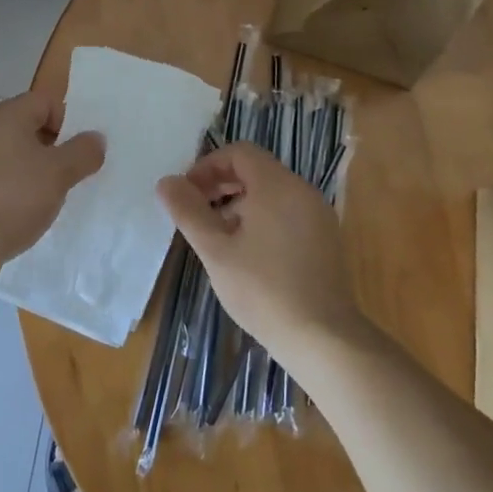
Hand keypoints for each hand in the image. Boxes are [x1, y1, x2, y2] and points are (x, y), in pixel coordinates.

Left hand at [0, 89, 103, 273]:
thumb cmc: (13, 197)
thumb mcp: (59, 174)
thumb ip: (83, 152)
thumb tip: (96, 138)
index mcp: (7, 114)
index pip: (46, 101)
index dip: (67, 123)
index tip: (75, 154)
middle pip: (27, 126)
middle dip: (50, 149)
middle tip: (65, 176)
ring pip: (11, 153)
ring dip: (31, 170)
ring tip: (45, 198)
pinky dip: (10, 188)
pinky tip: (19, 213)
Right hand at [157, 142, 364, 359]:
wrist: (323, 338)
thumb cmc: (263, 290)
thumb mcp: (216, 250)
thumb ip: (189, 212)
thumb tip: (166, 182)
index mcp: (277, 185)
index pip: (239, 152)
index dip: (208, 166)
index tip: (188, 194)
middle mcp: (302, 190)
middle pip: (256, 169)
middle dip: (222, 184)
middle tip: (197, 214)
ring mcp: (318, 214)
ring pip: (272, 192)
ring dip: (240, 203)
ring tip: (219, 237)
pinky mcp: (325, 238)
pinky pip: (288, 211)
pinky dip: (263, 218)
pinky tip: (249, 254)